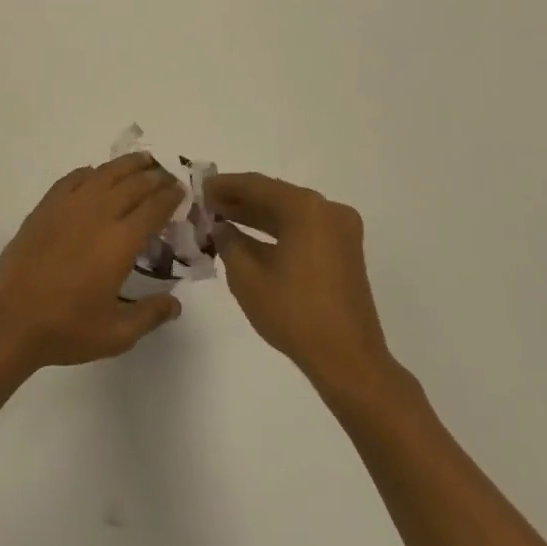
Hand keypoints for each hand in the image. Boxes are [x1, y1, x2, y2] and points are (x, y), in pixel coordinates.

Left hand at [0, 154, 185, 368]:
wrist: (10, 318)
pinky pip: (73, 178)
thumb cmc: (66, 328)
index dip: (170, 196)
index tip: (181, 191)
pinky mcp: (45, 207)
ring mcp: (68, 206)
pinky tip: (96, 175)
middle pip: (133, 184)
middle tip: (167, 176)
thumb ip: (150, 315)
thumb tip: (176, 303)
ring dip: (127, 165)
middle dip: (155, 177)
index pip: (154, 208)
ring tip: (142, 161)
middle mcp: (98, 214)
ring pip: (104, 174)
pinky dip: (90, 172)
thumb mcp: (117, 334)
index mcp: (121, 242)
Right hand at [208, 173, 405, 404]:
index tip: (198, 188)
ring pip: (289, 213)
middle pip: (275, 196)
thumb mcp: (247, 277)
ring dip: (256, 215)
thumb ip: (228, 242)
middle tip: (206, 204)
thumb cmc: (294, 313)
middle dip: (239, 200)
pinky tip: (248, 238)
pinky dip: (276, 231)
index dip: (224, 185)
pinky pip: (303, 229)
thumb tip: (219, 226)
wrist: (348, 360)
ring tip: (220, 218)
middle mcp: (328, 210)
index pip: (256, 185)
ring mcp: (340, 231)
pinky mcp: (344, 252)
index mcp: (306, 209)